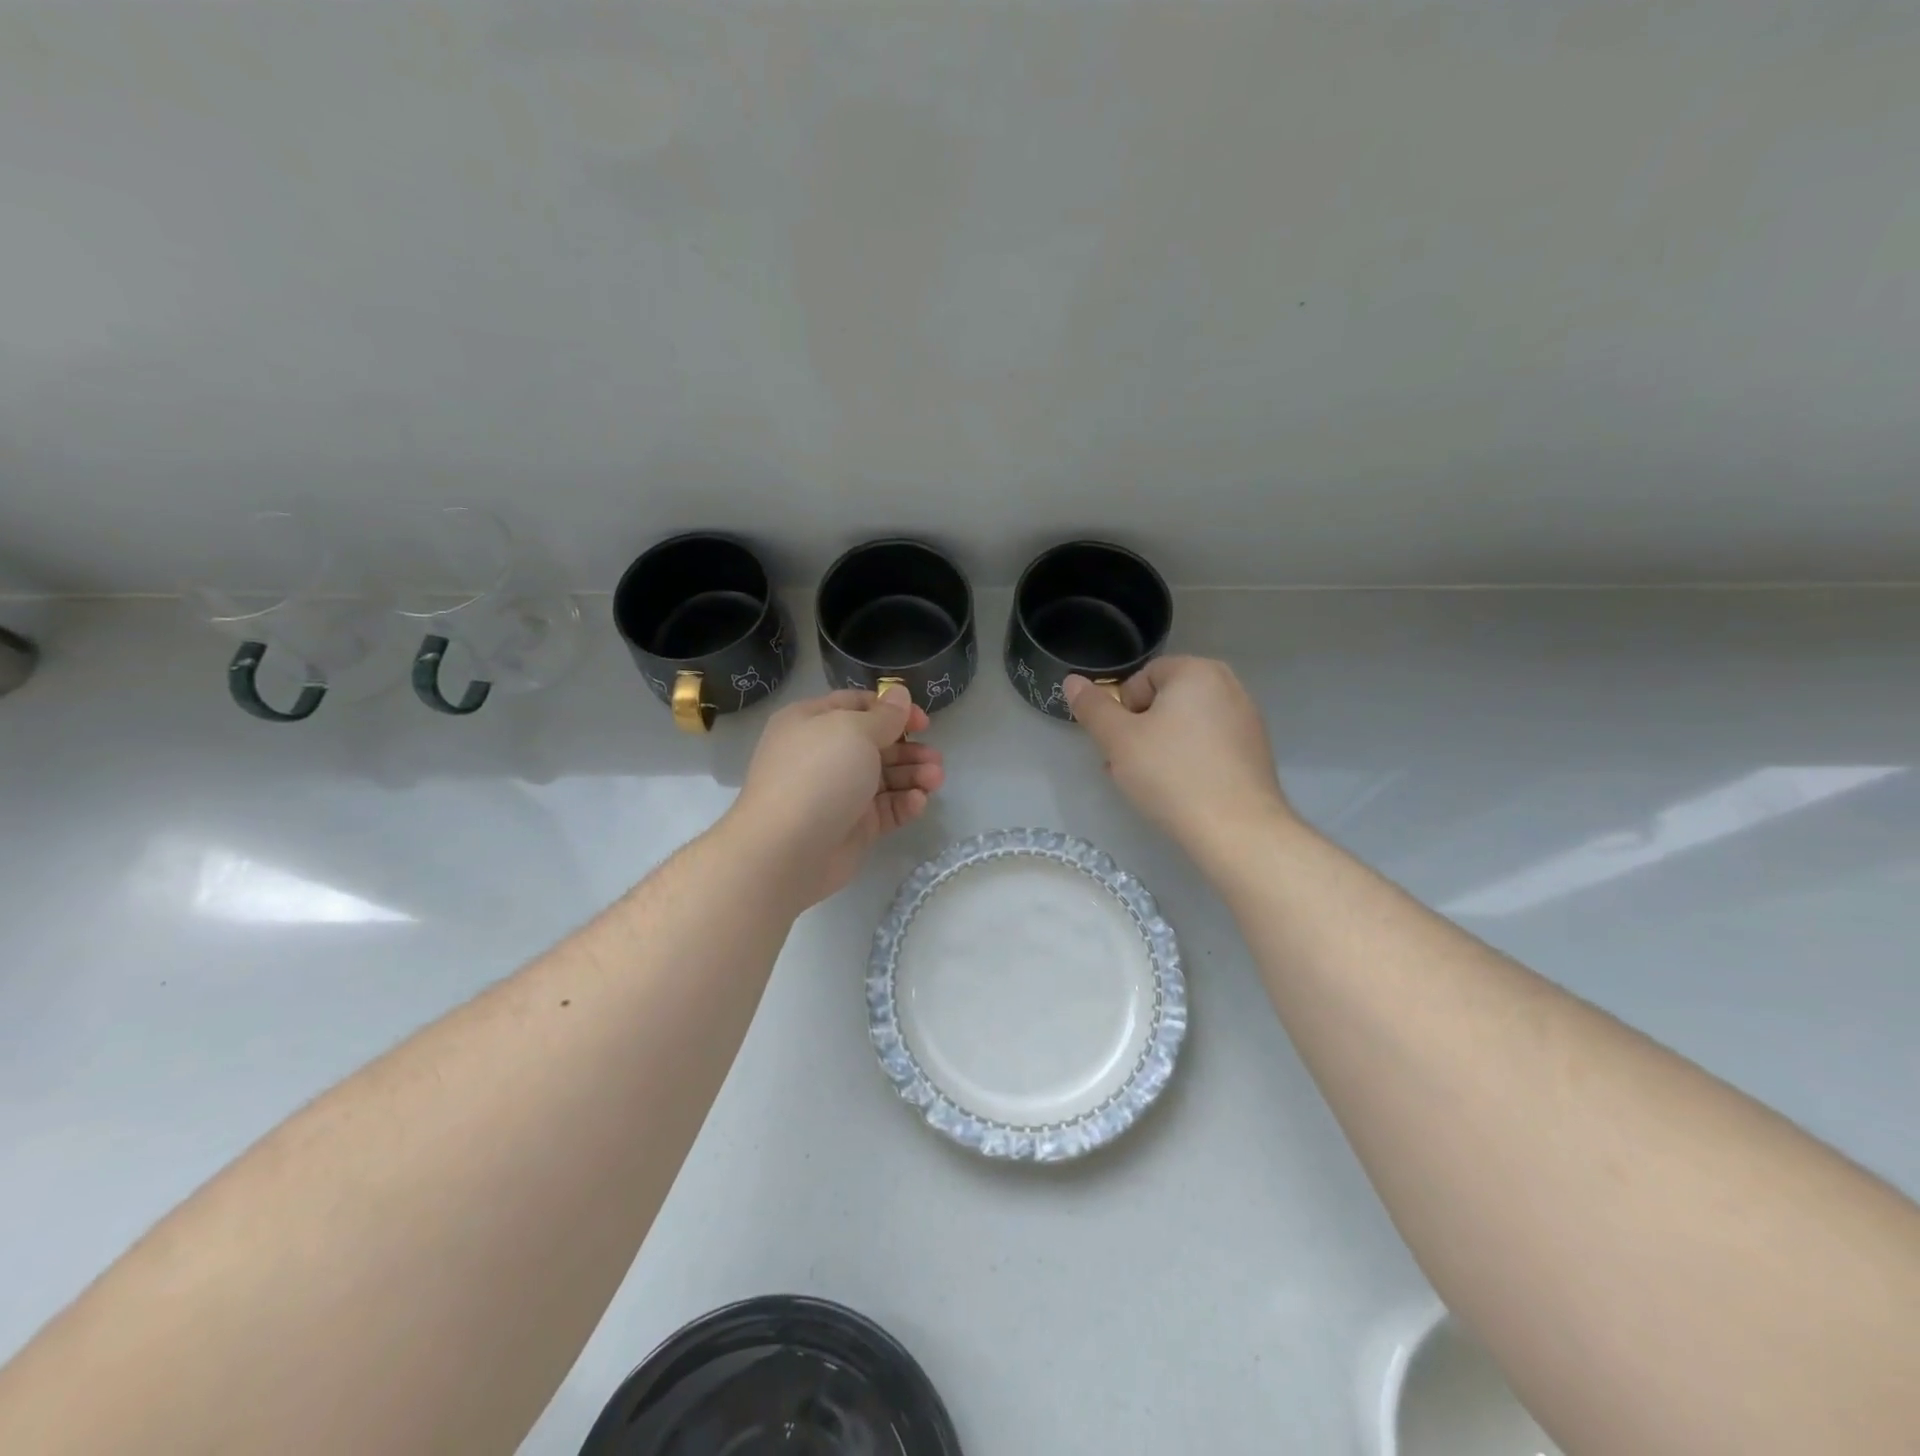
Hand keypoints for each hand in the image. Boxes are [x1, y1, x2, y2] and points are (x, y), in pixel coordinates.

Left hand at [727, 685, 944, 906]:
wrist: (787, 850)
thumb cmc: (819, 775)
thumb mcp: (854, 731)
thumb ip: (884, 715)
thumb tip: (900, 695)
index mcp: (812, 722)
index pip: (856, 705)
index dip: (891, 709)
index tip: (922, 721)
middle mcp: (824, 755)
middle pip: (875, 743)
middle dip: (909, 748)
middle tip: (935, 757)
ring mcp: (838, 792)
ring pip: (884, 777)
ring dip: (914, 775)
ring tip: (936, 779)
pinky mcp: (852, 826)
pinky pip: (884, 809)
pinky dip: (904, 803)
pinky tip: (919, 802)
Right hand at [1064, 657, 1290, 856]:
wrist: (1237, 830)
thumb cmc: (1171, 775)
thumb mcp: (1118, 740)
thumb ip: (1093, 707)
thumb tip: (1072, 680)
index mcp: (1197, 671)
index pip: (1142, 678)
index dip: (1123, 710)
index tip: (1122, 744)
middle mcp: (1228, 686)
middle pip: (1165, 701)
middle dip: (1140, 730)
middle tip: (1130, 766)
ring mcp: (1247, 720)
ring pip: (1186, 726)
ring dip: (1161, 748)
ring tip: (1152, 784)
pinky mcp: (1255, 752)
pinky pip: (1209, 746)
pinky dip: (1189, 761)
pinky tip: (1182, 792)